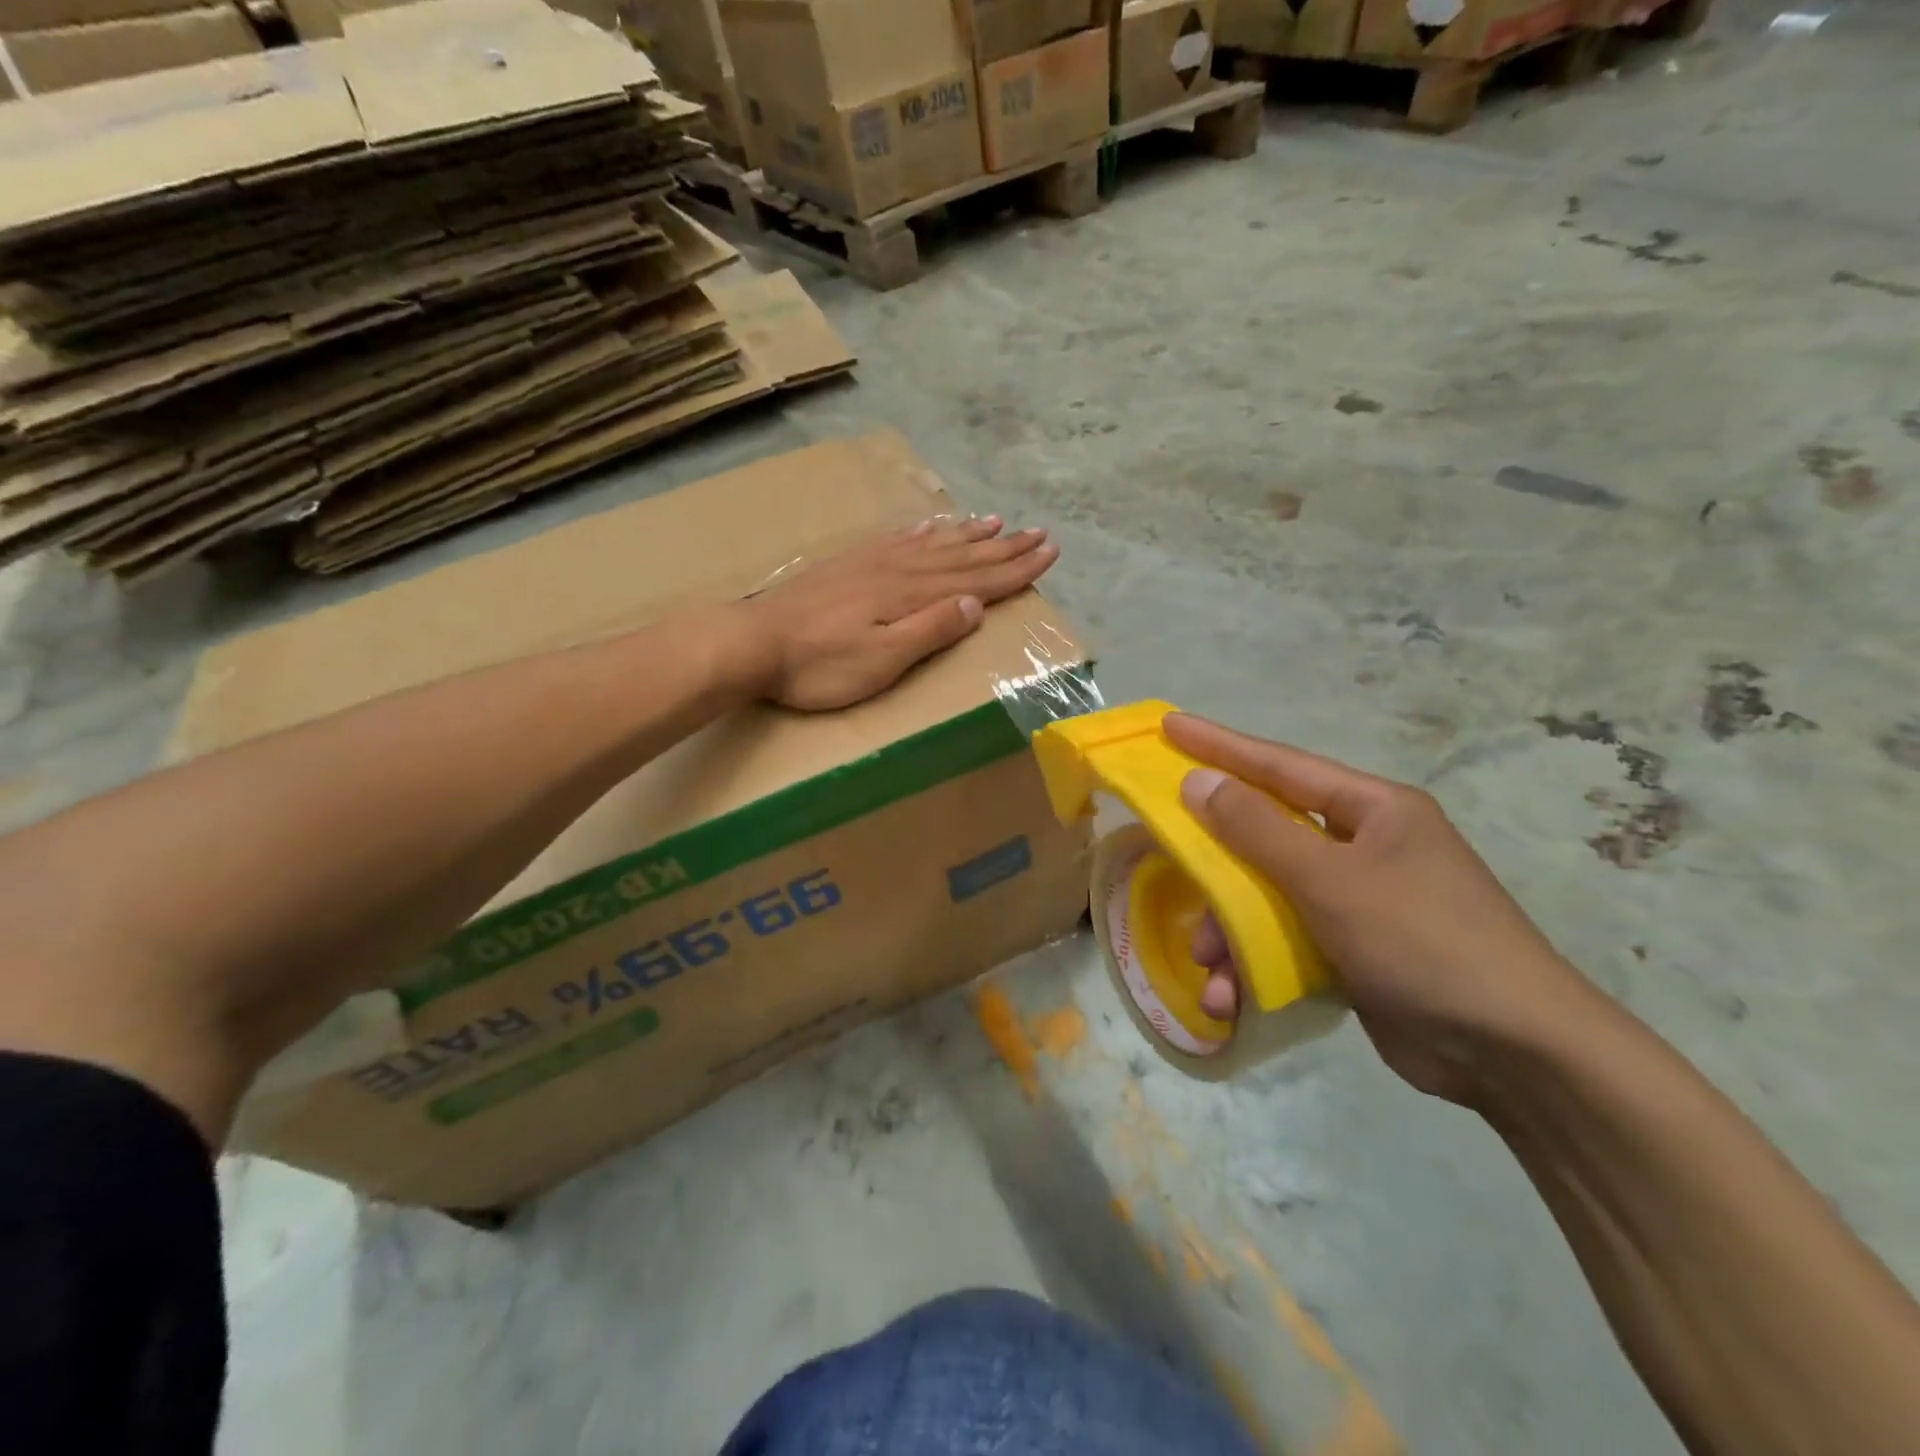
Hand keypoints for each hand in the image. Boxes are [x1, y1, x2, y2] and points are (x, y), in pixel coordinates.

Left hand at [742, 516, 1056, 711]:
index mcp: (912, 595)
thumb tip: (975, 605)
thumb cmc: (820, 665)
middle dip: (1004, 547)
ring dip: (968, 534)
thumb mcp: (882, 660)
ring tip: (997, 521)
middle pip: (962, 556)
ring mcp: (872, 563)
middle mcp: (899, 570)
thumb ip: (929, 630)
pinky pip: (896, 540)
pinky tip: (929, 527)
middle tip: (1039, 533)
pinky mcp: (849, 564)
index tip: (1049, 554)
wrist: (753, 642)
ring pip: (933, 543)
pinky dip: (921, 533)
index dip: (1016, 569)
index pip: (977, 581)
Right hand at [1165, 714, 1597, 1104]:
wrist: (1515, 1055)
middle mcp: (1364, 846)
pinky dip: (1256, 965)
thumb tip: (1197, 781)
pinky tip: (1233, 997)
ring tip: (1209, 968)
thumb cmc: (1421, 941)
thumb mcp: (1329, 879)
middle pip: (1266, 836)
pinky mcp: (1354, 950)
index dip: (1219, 745)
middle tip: (1169, 865)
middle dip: (1217, 866)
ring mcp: (1360, 899)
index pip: (1279, 765)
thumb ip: (1256, 830)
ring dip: (1231, 931)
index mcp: (1372, 810)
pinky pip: (1287, 940)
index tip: (1169, 726)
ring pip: (1269, 896)